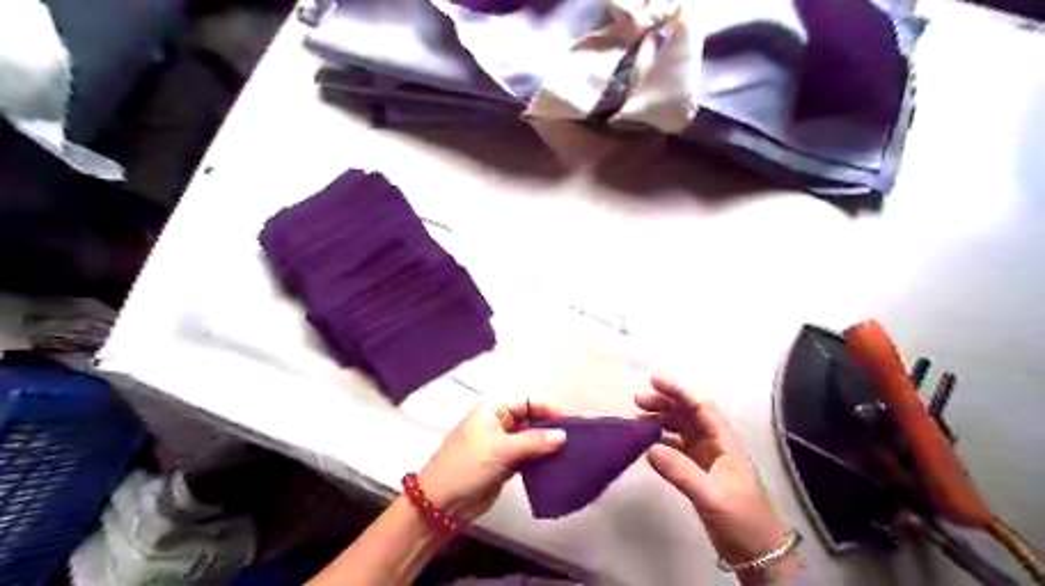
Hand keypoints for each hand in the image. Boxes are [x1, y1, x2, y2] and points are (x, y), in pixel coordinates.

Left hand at [419, 399, 567, 521]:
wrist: (442, 502)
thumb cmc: (468, 464)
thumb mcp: (501, 449)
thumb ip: (533, 442)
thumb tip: (563, 436)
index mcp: (493, 410)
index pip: (527, 402)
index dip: (547, 410)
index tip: (568, 423)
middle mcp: (499, 423)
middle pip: (531, 420)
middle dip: (550, 428)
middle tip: (574, 440)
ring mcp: (502, 445)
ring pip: (531, 440)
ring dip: (547, 446)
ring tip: (570, 453)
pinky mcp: (505, 465)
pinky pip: (528, 457)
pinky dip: (540, 460)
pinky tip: (556, 465)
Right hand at [638, 380, 792, 567]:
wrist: (759, 554)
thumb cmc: (742, 519)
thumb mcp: (711, 495)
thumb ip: (680, 471)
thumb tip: (649, 448)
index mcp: (724, 441)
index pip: (700, 406)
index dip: (678, 391)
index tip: (654, 382)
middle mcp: (716, 442)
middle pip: (688, 413)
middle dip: (665, 403)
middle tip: (638, 401)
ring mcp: (708, 456)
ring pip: (682, 428)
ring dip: (662, 420)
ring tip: (637, 419)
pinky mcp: (700, 471)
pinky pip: (678, 446)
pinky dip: (663, 440)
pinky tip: (648, 443)